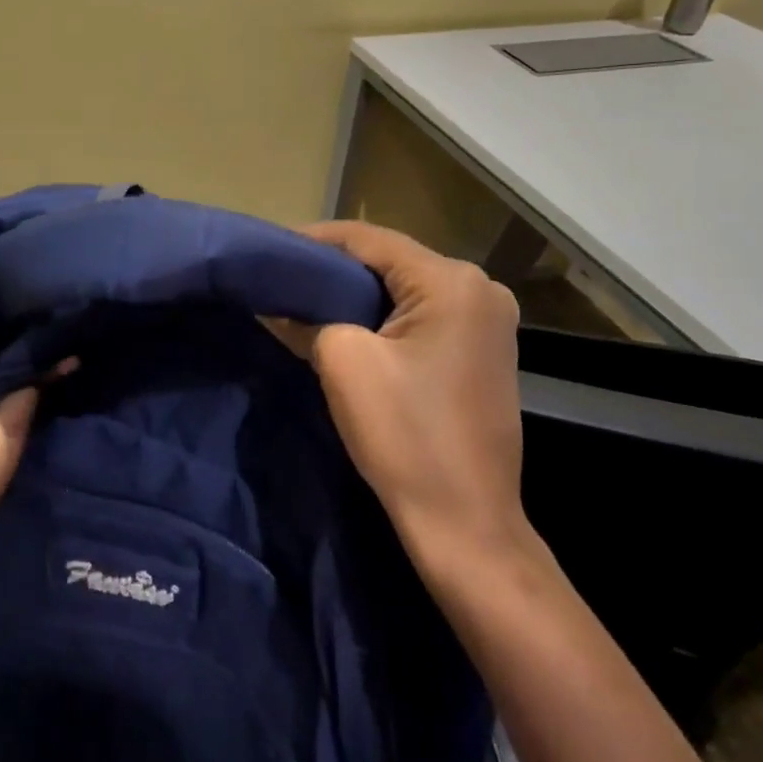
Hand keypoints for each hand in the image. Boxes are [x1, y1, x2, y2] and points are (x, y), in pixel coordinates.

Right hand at [296, 220, 531, 575]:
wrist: (465, 522)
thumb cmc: (406, 436)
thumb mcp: (342, 363)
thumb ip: (308, 318)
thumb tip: (280, 305)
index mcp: (453, 282)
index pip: (371, 240)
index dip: (316, 239)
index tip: (272, 246)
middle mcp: (481, 289)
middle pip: (392, 261)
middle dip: (337, 267)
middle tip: (286, 274)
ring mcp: (490, 322)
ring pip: (408, 289)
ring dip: (359, 293)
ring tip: (308, 297)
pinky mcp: (485, 351)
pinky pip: (425, 316)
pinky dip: (386, 317)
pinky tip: (350, 325)